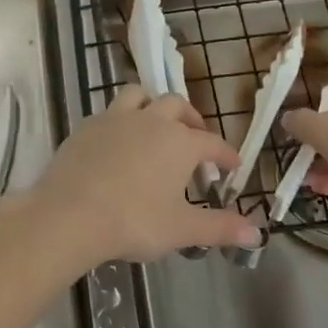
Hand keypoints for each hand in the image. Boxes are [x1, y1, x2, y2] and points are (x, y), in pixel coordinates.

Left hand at [31, 86, 255, 263]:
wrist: (70, 213)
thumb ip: (220, 227)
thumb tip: (257, 232)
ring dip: (152, 105)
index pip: (211, 143)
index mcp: (179, 142)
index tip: (232, 165)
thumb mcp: (182, 229)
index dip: (225, 154)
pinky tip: (118, 142)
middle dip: (191, 119)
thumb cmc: (133, 221)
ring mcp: (115, 118)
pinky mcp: (86, 125)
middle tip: (195, 139)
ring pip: (140, 95)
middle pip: (176, 105)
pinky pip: (110, 112)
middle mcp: (150, 120)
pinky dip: (121, 121)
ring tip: (155, 125)